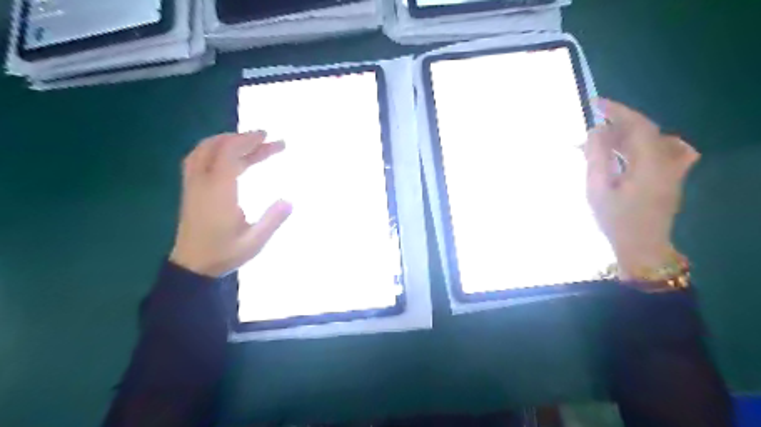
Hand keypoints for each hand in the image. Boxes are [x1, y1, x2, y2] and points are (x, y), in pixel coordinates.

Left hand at [170, 132, 292, 278]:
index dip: (248, 141)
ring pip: (204, 150)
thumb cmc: (224, 253)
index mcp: (218, 191)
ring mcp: (193, 184)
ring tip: (248, 142)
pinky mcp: (190, 189)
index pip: (230, 154)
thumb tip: (290, 200)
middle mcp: (202, 182)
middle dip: (242, 139)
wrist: (192, 266)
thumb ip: (273, 220)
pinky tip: (227, 154)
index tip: (268, 137)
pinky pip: (198, 158)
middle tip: (265, 138)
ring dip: (226, 141)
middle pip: (218, 148)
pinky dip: (214, 149)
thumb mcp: (254, 241)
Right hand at [588, 100, 700, 279]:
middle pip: (645, 130)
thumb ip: (597, 157)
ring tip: (603, 143)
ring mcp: (674, 169)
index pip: (637, 125)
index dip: (616, 111)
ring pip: (652, 139)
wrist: (642, 246)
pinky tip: (629, 153)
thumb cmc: (615, 220)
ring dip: (626, 136)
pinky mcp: (672, 176)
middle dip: (617, 124)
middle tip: (591, 130)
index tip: (595, 102)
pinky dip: (642, 145)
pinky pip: (663, 150)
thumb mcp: (597, 189)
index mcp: (650, 163)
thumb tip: (595, 130)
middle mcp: (668, 161)